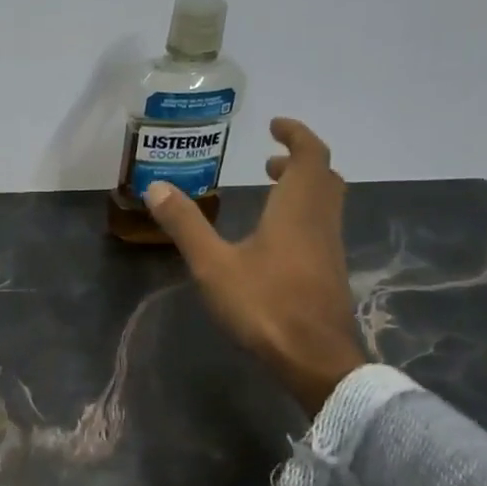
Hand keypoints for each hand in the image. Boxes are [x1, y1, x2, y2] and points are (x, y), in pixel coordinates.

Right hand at [145, 118, 365, 412]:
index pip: (310, 156)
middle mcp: (320, 221)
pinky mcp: (329, 273)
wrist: (315, 359)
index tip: (276, 126)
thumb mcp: (213, 264)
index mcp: (297, 209)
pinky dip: (302, 215)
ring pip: (325, 204)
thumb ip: (186, 225)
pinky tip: (275, 239)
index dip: (296, 135)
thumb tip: (156, 187)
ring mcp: (329, 249)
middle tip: (269, 160)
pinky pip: (321, 227)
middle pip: (323, 177)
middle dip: (299, 161)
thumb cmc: (265, 304)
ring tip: (270, 190)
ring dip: (302, 188)